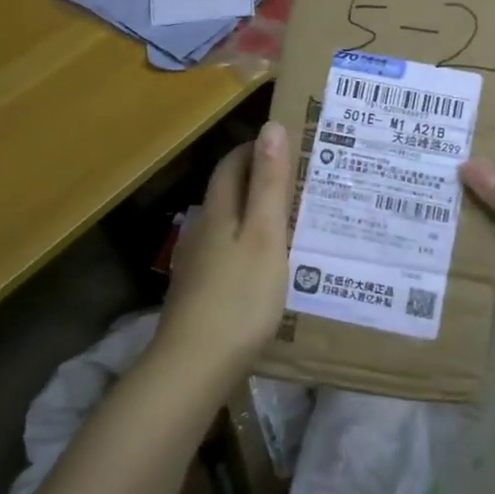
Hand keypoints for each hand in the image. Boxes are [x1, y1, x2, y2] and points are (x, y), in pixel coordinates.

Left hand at [156, 120, 292, 376]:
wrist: (194, 366)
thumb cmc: (239, 297)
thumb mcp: (265, 236)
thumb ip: (270, 184)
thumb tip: (271, 127)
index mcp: (219, 212)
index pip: (232, 165)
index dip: (255, 149)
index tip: (287, 143)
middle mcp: (203, 231)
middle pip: (228, 193)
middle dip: (258, 180)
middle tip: (299, 180)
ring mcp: (198, 265)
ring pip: (228, 225)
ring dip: (255, 214)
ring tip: (292, 220)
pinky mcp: (200, 293)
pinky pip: (228, 254)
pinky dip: (249, 246)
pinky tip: (268, 266)